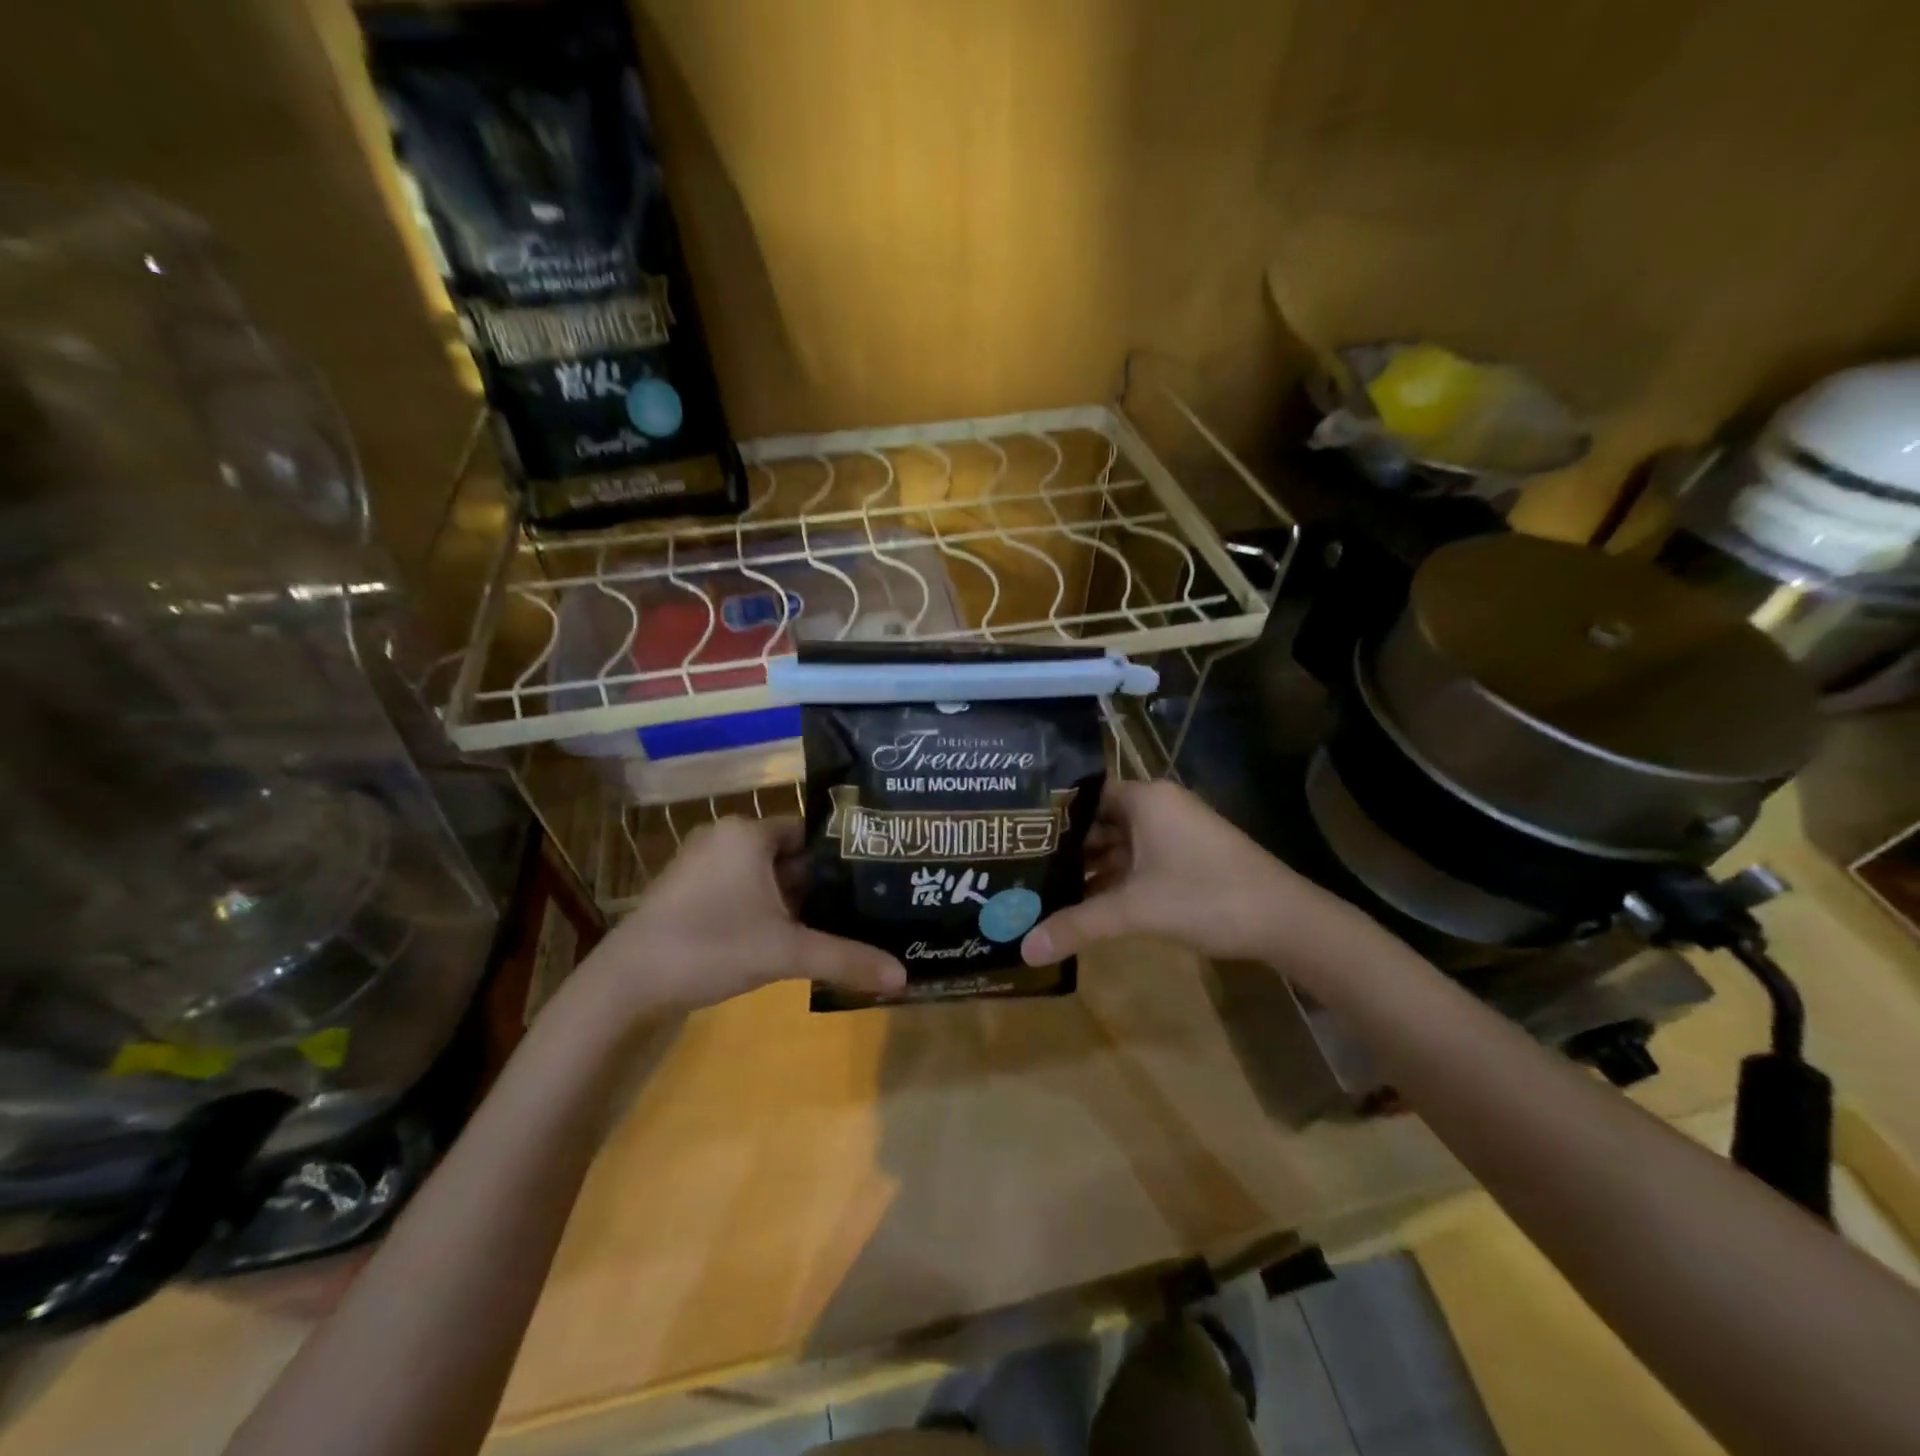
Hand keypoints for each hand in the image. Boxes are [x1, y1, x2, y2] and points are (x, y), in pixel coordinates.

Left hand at [575, 817, 904, 1017]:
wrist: (626, 984)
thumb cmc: (710, 947)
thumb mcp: (785, 952)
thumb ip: (845, 959)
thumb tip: (903, 977)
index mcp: (747, 833)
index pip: (811, 831)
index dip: (842, 855)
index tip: (875, 877)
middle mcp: (725, 837)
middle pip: (790, 855)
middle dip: (822, 882)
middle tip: (865, 904)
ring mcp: (702, 865)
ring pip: (766, 875)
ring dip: (794, 899)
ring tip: (838, 922)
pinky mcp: (689, 892)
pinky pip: (742, 889)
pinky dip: (767, 908)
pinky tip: (791, 936)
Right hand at [1019, 781, 1356, 969]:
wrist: (1286, 921)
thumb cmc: (1207, 897)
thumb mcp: (1136, 910)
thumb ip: (1078, 925)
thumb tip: (1023, 949)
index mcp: (1145, 799)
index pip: (1083, 796)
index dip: (1050, 817)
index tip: (1014, 837)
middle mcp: (1158, 807)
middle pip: (1099, 821)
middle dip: (1065, 848)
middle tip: (1021, 868)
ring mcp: (1175, 832)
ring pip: (1119, 844)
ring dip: (1089, 867)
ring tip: (1044, 889)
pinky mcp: (1187, 857)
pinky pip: (1138, 860)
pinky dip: (1114, 878)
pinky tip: (1087, 903)